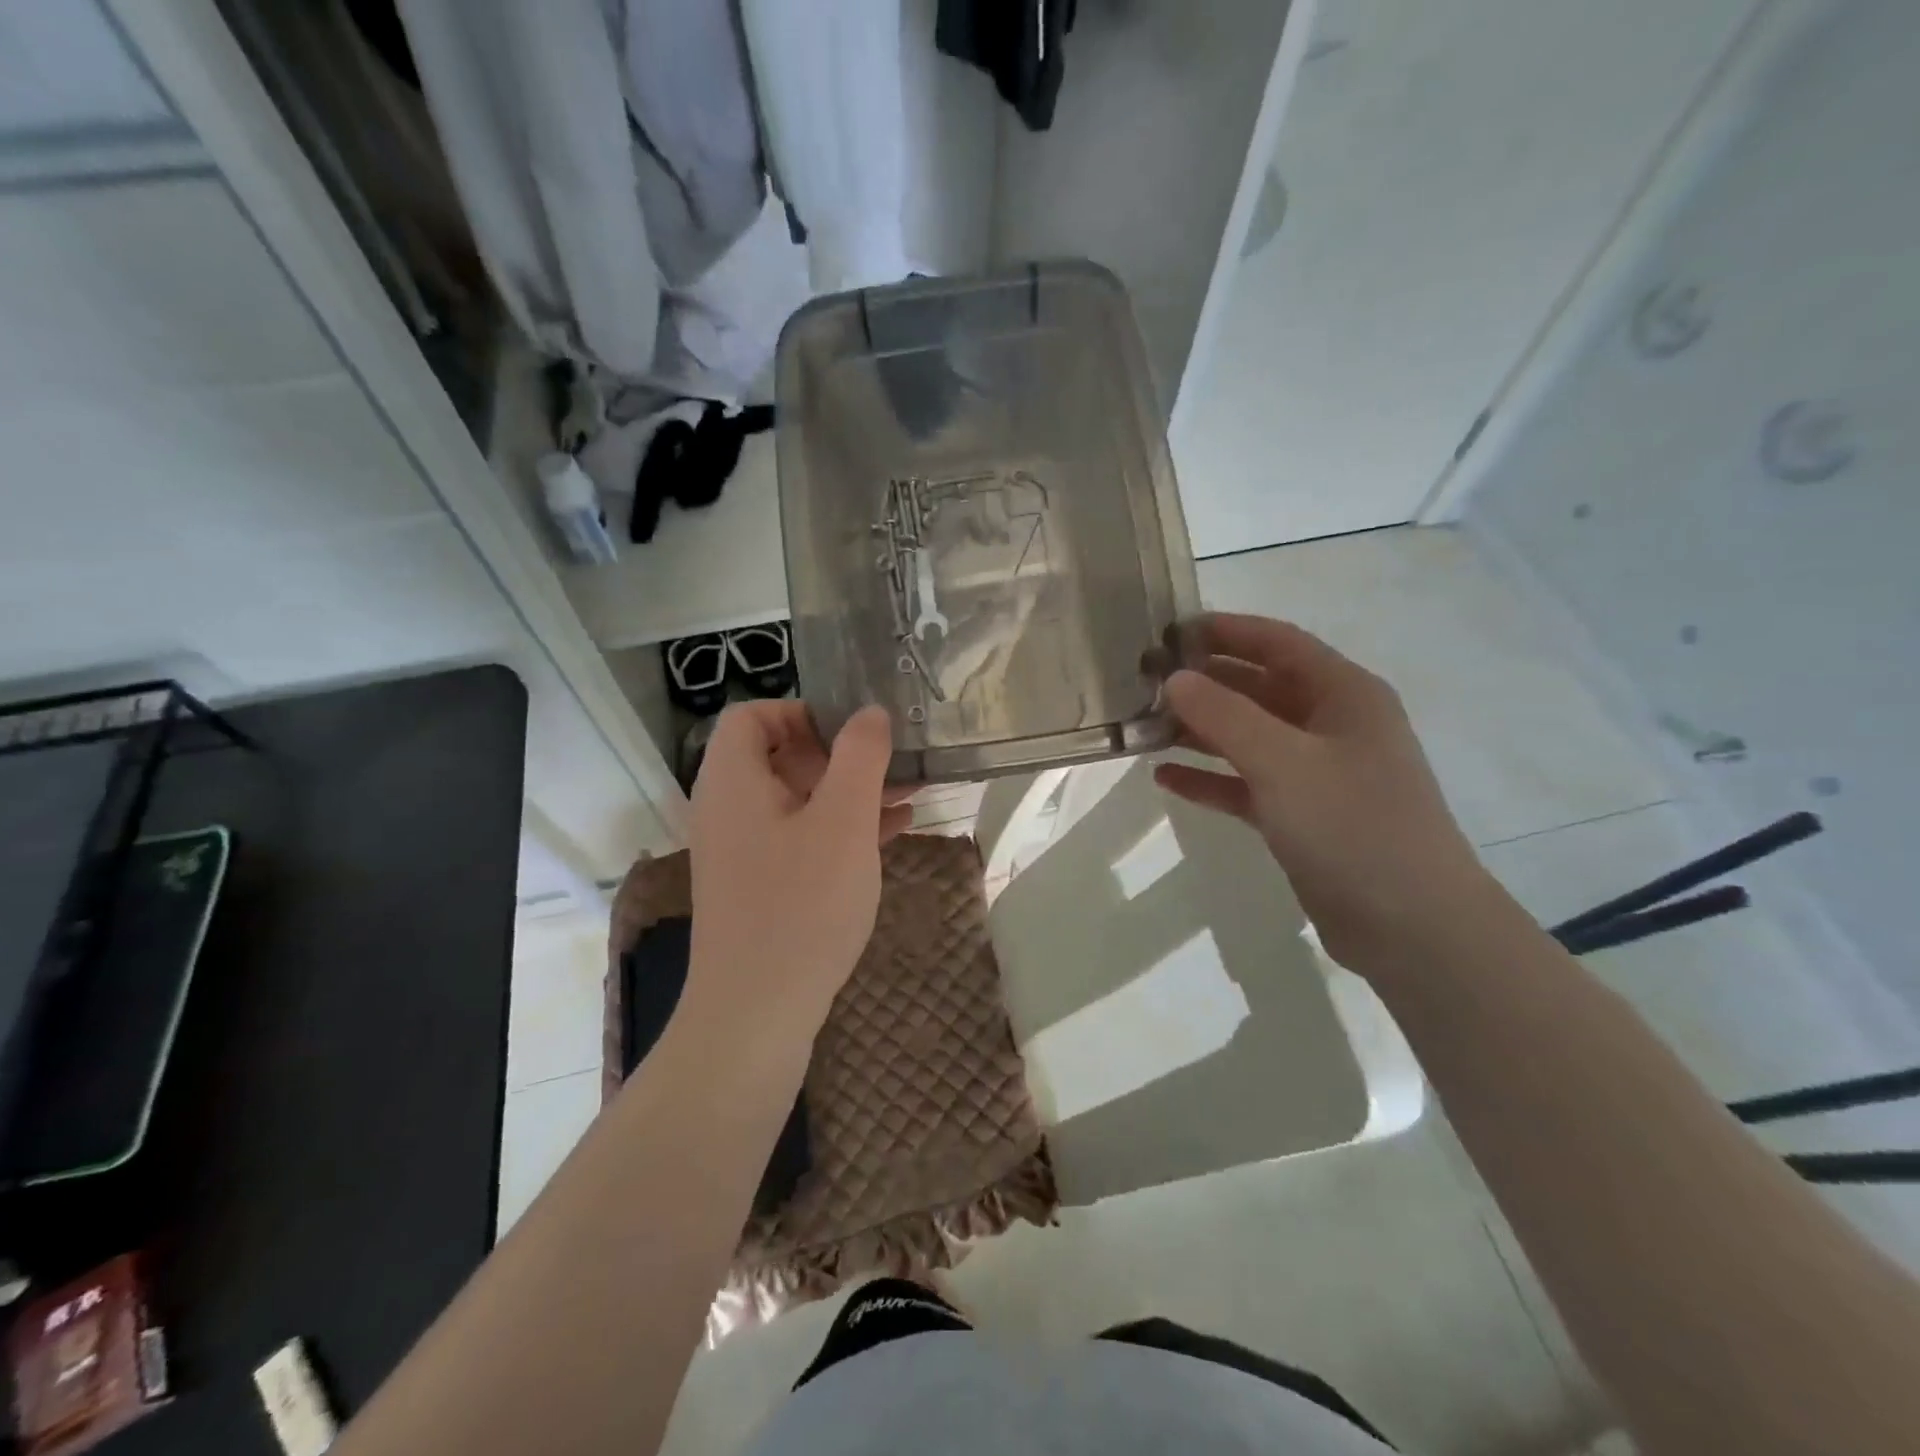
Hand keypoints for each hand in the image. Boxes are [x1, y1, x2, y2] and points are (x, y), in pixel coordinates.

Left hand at [684, 702, 911, 1046]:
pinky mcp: (760, 886)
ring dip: (851, 792)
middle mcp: (728, 809)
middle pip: (779, 756)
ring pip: (798, 799)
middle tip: (893, 763)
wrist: (757, 1014)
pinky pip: (801, 837)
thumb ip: (860, 756)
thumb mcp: (843, 821)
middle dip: (841, 754)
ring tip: (910, 793)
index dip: (801, 711)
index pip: (752, 715)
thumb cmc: (800, 905)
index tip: (852, 732)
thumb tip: (870, 712)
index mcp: (733, 781)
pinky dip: (842, 828)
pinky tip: (893, 833)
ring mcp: (743, 851)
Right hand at [1154, 613, 1494, 971]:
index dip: (1224, 631)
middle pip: (1259, 687)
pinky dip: (1210, 778)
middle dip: (1205, 682)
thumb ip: (1224, 715)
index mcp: (1344, 694)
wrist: (1411, 927)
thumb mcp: (1282, 762)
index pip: (1277, 642)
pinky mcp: (1301, 816)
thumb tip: (1174, 678)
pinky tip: (1165, 778)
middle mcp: (1331, 725)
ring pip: (1248, 737)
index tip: (1167, 629)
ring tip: (1145, 727)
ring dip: (1201, 730)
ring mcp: (1317, 773)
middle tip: (1145, 681)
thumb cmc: (1352, 826)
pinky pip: (1246, 784)